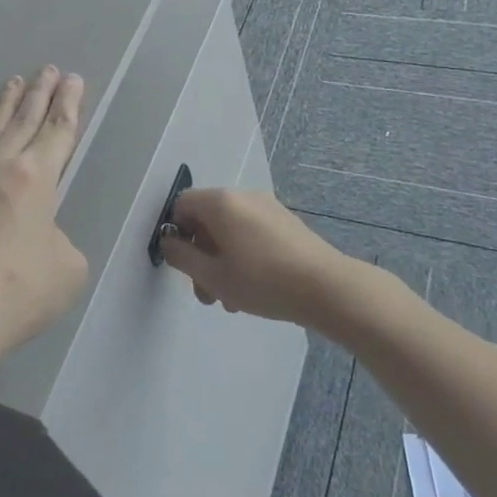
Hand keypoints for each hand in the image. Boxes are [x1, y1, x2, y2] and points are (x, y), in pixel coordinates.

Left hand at [0, 67, 89, 362]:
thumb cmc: (19, 292)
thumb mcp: (68, 268)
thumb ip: (59, 240)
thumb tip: (37, 237)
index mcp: (36, 179)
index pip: (58, 131)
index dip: (69, 104)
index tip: (74, 80)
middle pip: (24, 121)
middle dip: (40, 93)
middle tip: (48, 69)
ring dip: (5, 105)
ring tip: (14, 81)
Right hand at [161, 188, 351, 324]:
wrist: (327, 288)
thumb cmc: (262, 281)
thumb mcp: (212, 275)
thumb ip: (182, 257)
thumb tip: (169, 242)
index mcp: (221, 202)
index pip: (182, 205)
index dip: (176, 233)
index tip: (184, 265)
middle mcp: (243, 196)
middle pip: (207, 220)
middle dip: (201, 256)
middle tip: (207, 293)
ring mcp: (268, 208)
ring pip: (230, 231)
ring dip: (222, 262)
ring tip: (231, 299)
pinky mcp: (286, 224)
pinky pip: (251, 234)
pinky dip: (243, 256)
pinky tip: (254, 289)